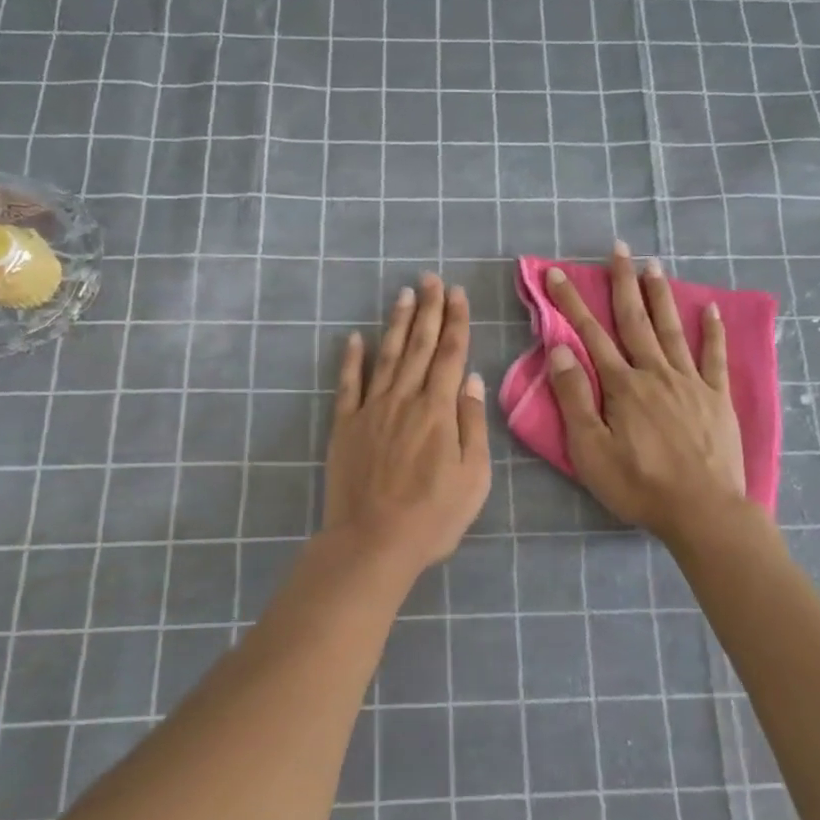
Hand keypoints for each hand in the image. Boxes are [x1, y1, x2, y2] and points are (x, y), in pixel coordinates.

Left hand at [323, 273, 491, 572]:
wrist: (373, 541)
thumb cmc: (433, 516)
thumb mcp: (473, 476)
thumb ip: (473, 424)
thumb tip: (473, 380)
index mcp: (439, 410)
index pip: (451, 354)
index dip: (456, 321)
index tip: (457, 293)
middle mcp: (405, 399)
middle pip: (420, 345)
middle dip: (428, 309)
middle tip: (431, 279)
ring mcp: (371, 410)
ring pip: (387, 355)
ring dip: (397, 323)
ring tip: (404, 294)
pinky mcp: (345, 426)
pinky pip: (348, 384)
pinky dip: (352, 359)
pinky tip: (355, 337)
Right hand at [545, 242, 748, 545]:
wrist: (702, 511)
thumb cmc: (639, 485)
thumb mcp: (590, 449)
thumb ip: (574, 398)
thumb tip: (560, 350)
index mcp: (622, 386)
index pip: (590, 334)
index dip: (571, 303)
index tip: (556, 273)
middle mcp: (656, 373)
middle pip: (635, 320)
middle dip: (622, 283)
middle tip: (618, 249)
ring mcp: (691, 383)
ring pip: (672, 329)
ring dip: (660, 296)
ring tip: (654, 265)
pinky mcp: (717, 398)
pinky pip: (715, 357)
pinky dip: (712, 332)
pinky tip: (710, 309)